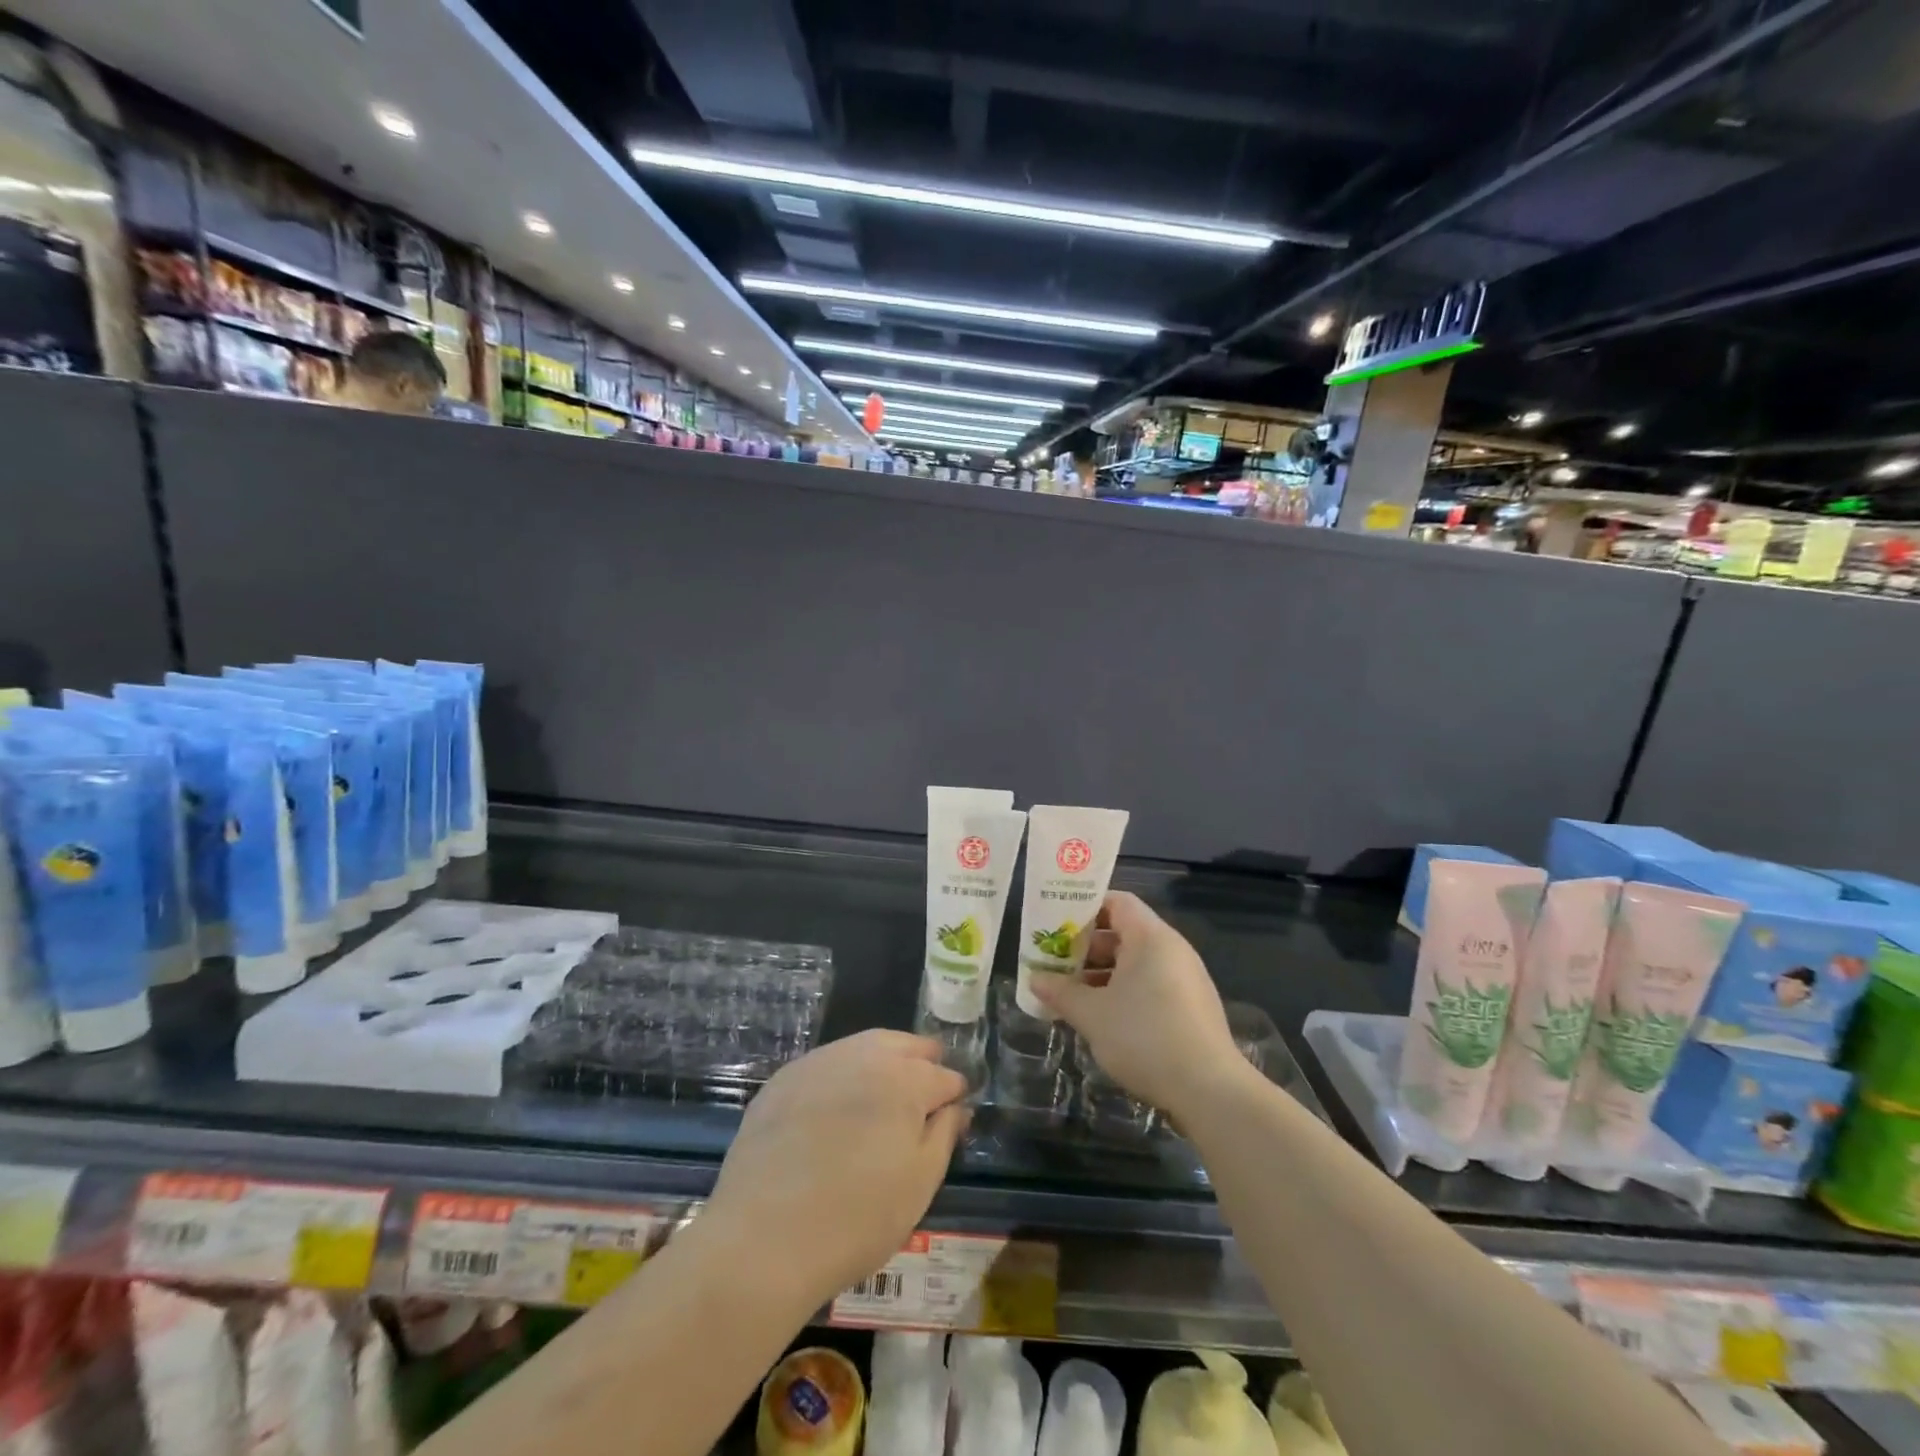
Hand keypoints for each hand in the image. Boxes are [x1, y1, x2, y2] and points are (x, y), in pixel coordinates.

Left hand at [702, 1030, 967, 1311]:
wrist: (763, 1239)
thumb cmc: (857, 1218)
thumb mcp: (919, 1184)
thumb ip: (944, 1135)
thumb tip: (956, 1107)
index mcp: (905, 1080)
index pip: (943, 1076)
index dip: (953, 1094)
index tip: (954, 1111)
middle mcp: (864, 1056)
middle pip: (904, 1045)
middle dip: (921, 1061)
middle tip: (926, 1088)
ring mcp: (820, 1062)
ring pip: (864, 1045)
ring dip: (883, 1059)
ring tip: (886, 1090)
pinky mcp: (784, 1078)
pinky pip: (827, 1063)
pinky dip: (843, 1073)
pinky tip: (839, 1102)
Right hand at [1031, 891, 1241, 1118]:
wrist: (1210, 1091)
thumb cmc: (1145, 1038)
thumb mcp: (1093, 1015)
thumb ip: (1061, 992)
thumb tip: (1034, 979)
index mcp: (1150, 937)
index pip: (1117, 902)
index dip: (1085, 908)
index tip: (1057, 924)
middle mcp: (1172, 949)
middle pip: (1124, 932)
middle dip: (1087, 947)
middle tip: (1056, 963)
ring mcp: (1186, 978)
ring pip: (1136, 962)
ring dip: (1103, 974)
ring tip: (1072, 994)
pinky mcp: (1192, 1006)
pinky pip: (1151, 984)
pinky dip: (1124, 991)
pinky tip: (1103, 1018)